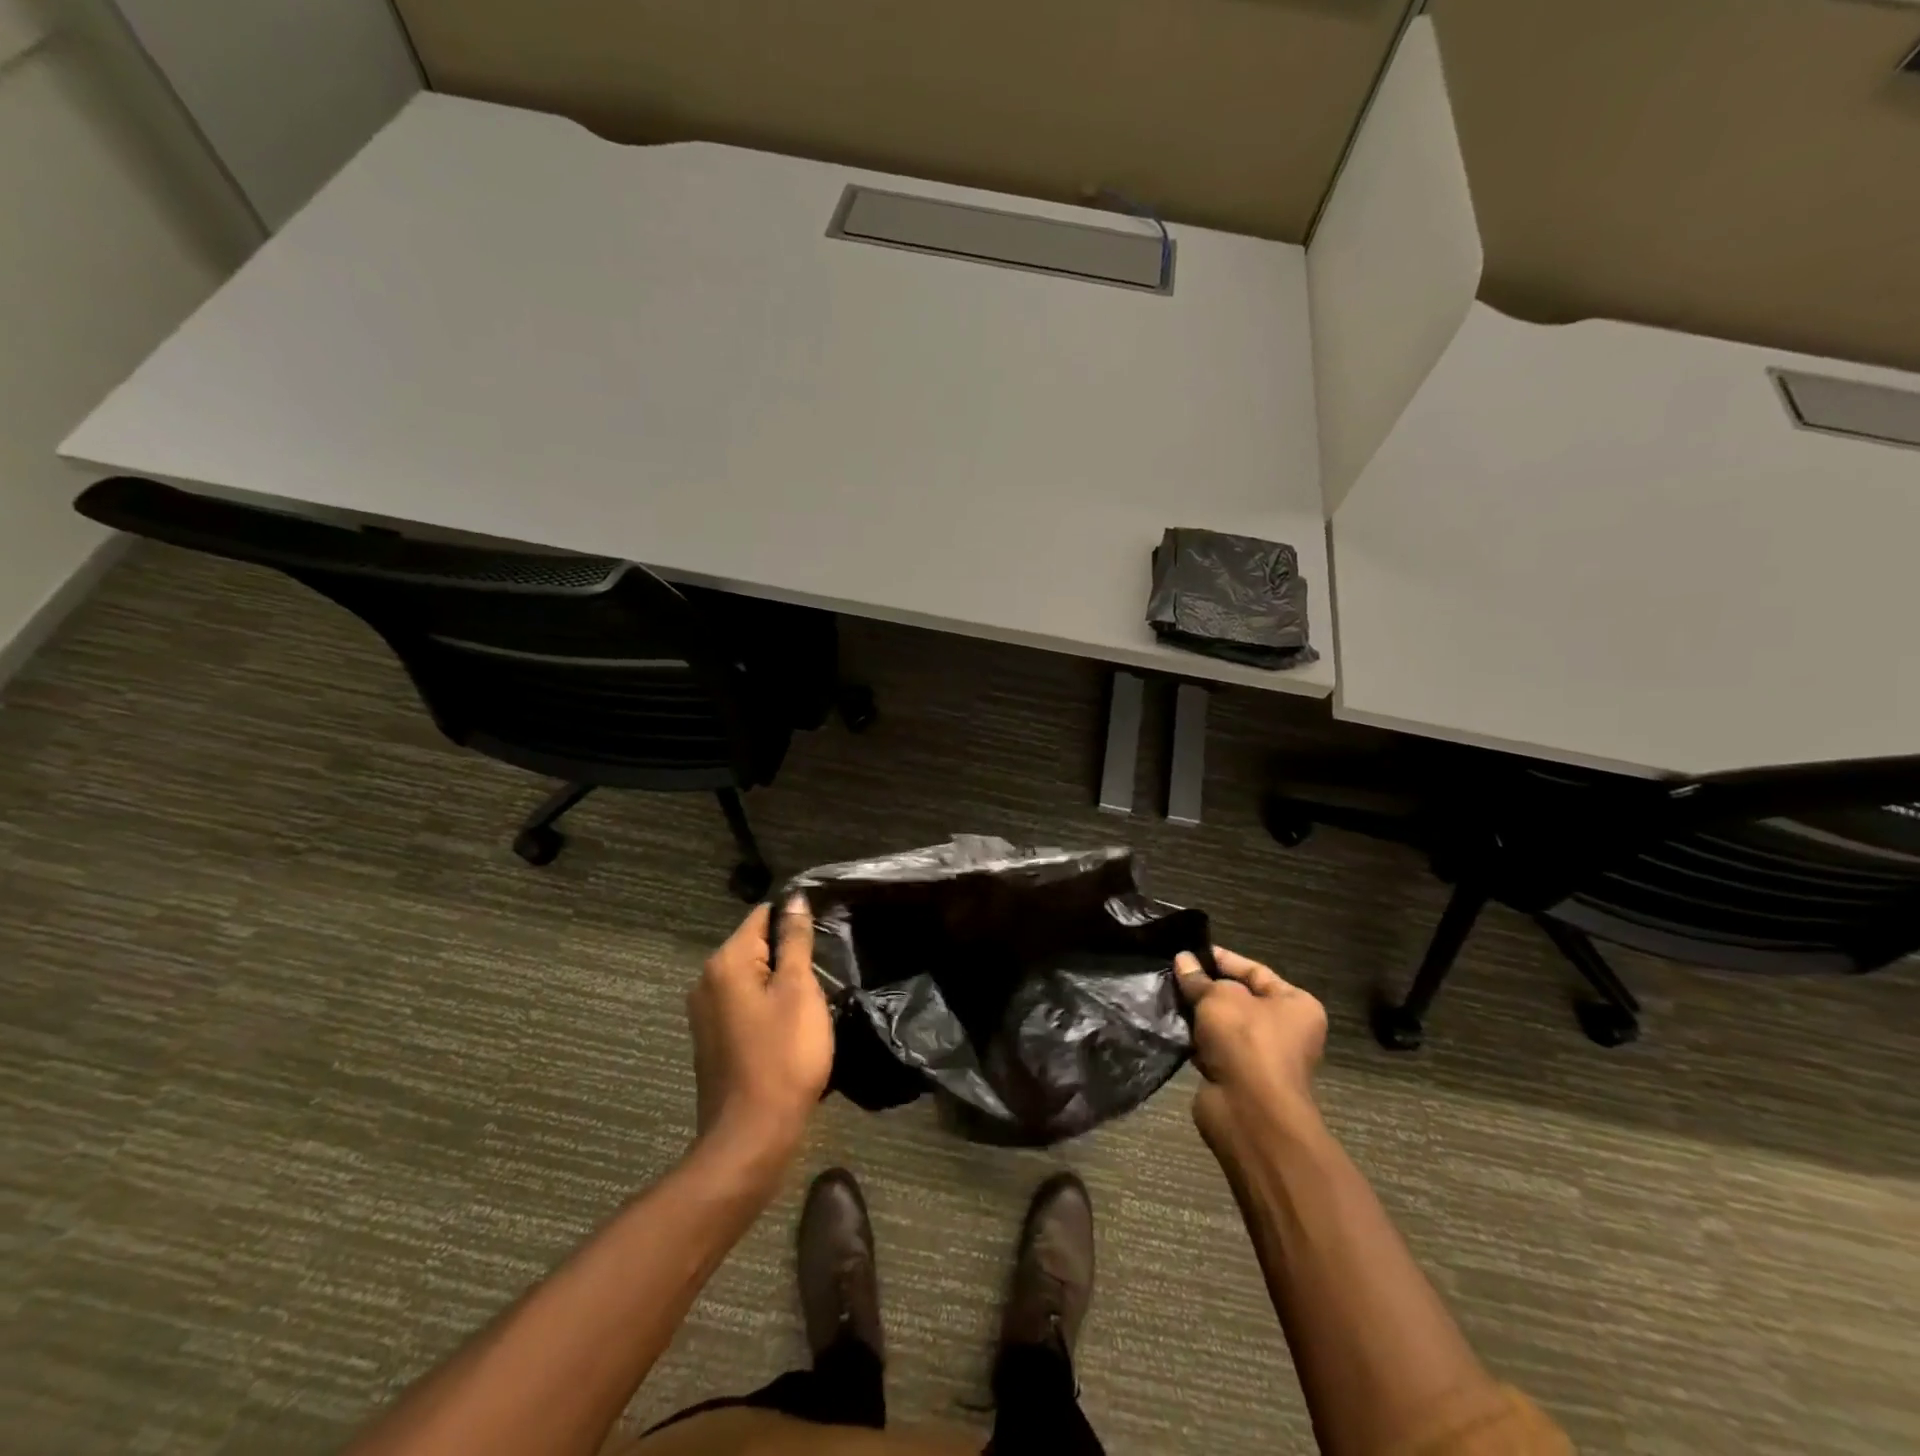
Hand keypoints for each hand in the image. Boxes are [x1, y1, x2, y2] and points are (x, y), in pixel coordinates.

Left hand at [687, 898, 832, 1165]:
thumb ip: (796, 940)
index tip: (825, 936)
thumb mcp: (799, 991)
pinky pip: (744, 1005)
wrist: (751, 1136)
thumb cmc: (783, 1056)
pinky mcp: (712, 1040)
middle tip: (825, 973)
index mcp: (726, 962)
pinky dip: (768, 1007)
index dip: (795, 920)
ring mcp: (705, 1013)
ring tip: (813, 1001)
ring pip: (751, 978)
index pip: (762, 916)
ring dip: (781, 983)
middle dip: (789, 954)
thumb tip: (793, 899)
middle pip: (755, 946)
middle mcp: (706, 980)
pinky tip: (791, 1028)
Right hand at [1174, 946, 1327, 1163]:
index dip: (1222, 960)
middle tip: (1173, 972)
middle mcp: (1285, 1030)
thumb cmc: (1246, 1041)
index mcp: (1296, 1005)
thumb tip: (1182, 960)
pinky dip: (1195, 1041)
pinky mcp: (1239, 1077)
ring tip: (1166, 995)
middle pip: (1238, 998)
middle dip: (1206, 987)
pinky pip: (1213, 1049)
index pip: (1255, 971)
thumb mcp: (1219, 997)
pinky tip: (1171, 1026)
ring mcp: (1262, 1057)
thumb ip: (1199, 978)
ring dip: (1198, 1015)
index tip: (1189, 952)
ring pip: (1223, 1025)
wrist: (1249, 1112)